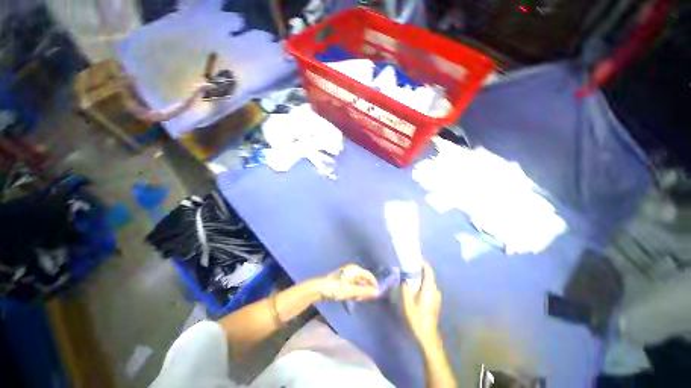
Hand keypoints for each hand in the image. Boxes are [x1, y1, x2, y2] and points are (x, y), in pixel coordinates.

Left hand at [314, 264, 378, 301]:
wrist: (319, 289)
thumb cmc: (336, 288)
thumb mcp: (351, 291)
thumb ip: (364, 292)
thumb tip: (377, 292)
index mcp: (355, 269)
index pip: (369, 275)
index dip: (374, 284)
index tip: (376, 294)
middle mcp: (352, 269)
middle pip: (364, 278)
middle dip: (366, 288)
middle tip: (365, 298)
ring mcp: (347, 273)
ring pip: (358, 282)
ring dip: (360, 290)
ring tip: (357, 299)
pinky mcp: (343, 279)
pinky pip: (353, 284)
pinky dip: (354, 290)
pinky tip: (352, 297)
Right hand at [401, 262, 442, 349]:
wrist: (427, 335)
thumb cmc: (417, 317)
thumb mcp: (407, 302)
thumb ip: (405, 288)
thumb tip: (404, 279)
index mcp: (429, 289)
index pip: (429, 272)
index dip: (424, 264)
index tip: (416, 259)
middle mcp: (435, 291)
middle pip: (429, 277)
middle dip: (420, 271)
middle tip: (409, 268)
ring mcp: (436, 297)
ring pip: (429, 283)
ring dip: (421, 278)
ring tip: (411, 277)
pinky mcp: (435, 302)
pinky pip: (429, 289)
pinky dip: (423, 285)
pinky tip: (415, 289)